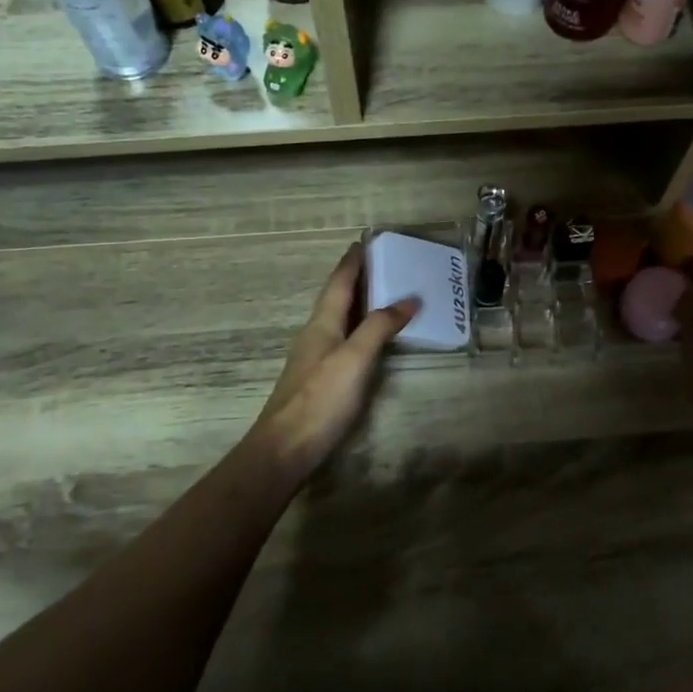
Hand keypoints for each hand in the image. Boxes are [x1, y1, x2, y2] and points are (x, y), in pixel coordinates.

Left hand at [244, 243, 419, 479]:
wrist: (285, 449)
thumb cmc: (321, 399)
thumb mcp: (355, 359)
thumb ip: (379, 327)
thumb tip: (408, 299)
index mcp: (322, 324)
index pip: (338, 283)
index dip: (352, 262)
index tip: (364, 242)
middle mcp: (315, 335)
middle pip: (336, 298)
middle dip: (356, 279)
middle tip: (382, 263)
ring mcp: (314, 359)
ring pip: (338, 319)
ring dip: (357, 303)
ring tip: (381, 294)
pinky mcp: (318, 380)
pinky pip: (342, 340)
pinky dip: (357, 328)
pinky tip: (367, 339)